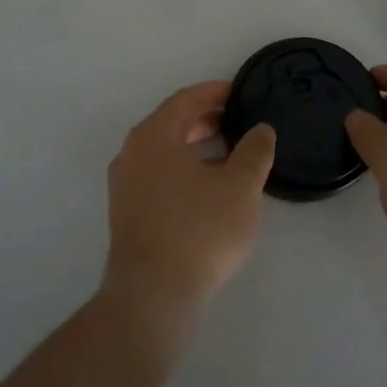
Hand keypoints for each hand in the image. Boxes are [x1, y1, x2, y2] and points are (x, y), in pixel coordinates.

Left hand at [103, 81, 276, 321]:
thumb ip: (254, 151)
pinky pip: (157, 172)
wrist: (152, 294)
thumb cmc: (199, 231)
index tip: (242, 92)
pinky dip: (183, 167)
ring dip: (196, 144)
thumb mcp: (240, 188)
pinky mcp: (126, 209)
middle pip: (172, 122)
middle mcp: (132, 151)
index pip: (186, 99)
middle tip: (240, 120)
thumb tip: (261, 129)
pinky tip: (208, 186)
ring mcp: (125, 182)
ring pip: (164, 149)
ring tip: (230, 152)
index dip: (216, 92)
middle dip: (206, 118)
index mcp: (154, 135)